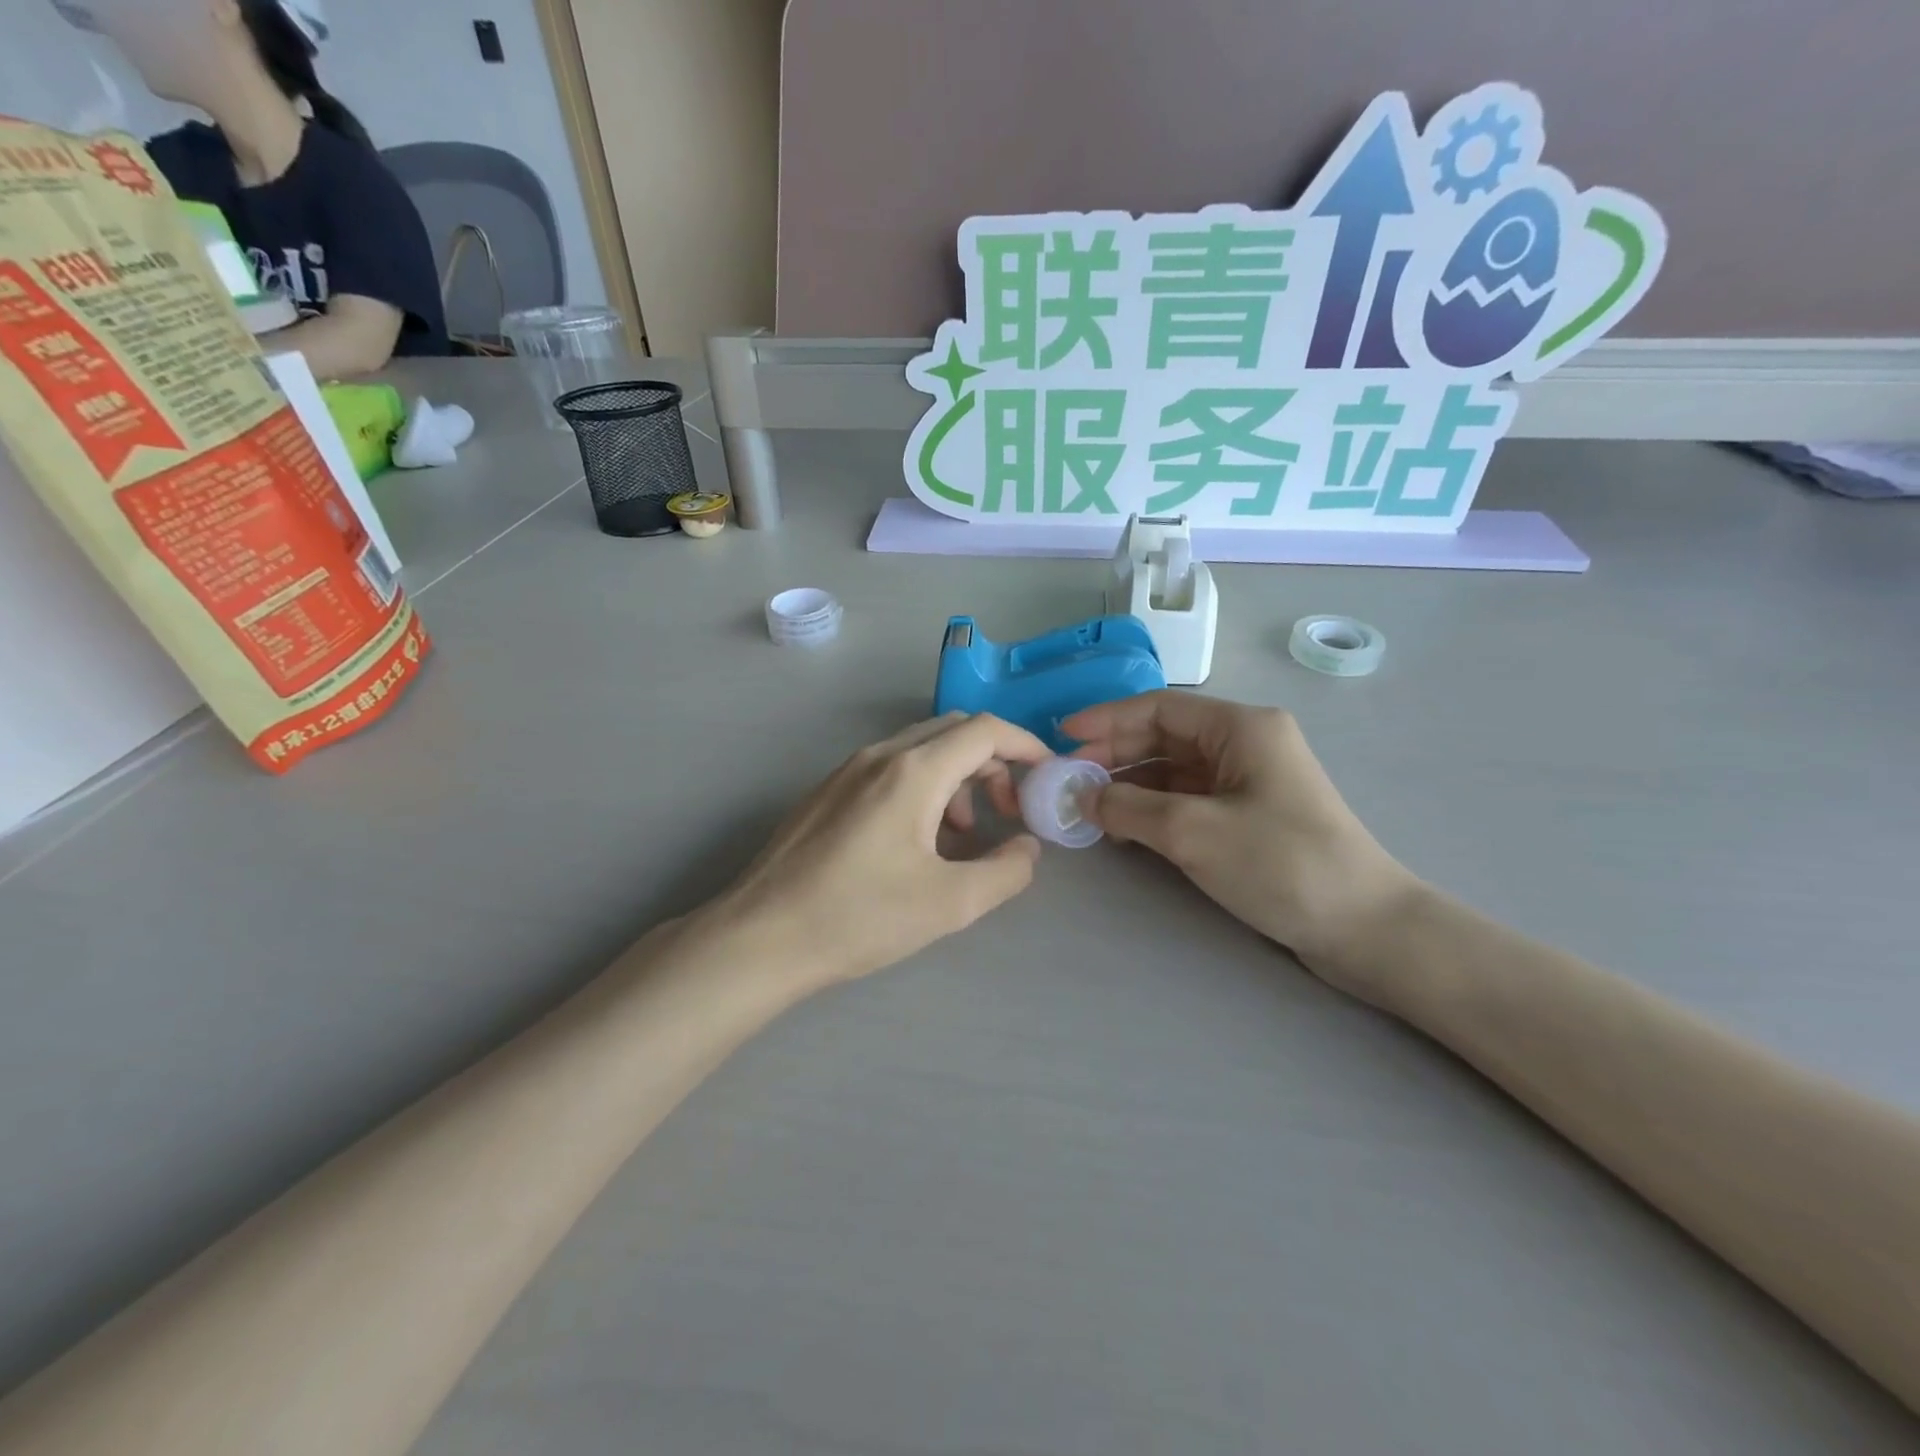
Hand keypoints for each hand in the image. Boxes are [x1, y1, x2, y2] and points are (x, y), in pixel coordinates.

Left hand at [705, 714, 1050, 984]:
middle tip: (1008, 810)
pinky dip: (923, 787)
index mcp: (913, 771)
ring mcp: (847, 770)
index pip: (985, 730)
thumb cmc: (859, 917)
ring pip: (920, 749)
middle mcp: (879, 755)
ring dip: (957, 778)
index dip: (1026, 746)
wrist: (761, 937)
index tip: (1047, 776)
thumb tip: (1027, 847)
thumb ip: (1006, 871)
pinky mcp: (827, 791)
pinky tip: (917, 841)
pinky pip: (890, 769)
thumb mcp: (949, 903)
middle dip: (993, 763)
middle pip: (954, 732)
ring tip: (963, 835)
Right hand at [1064, 693, 1418, 994]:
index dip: (1106, 720)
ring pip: (1173, 769)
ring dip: (1130, 784)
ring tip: (1088, 807)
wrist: (1364, 928)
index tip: (1062, 738)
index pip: (1158, 707)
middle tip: (1069, 779)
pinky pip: (1188, 798)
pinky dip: (1153, 808)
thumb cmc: (1281, 864)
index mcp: (1241, 727)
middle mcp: (1245, 743)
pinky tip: (1124, 829)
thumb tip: (1080, 796)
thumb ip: (1128, 808)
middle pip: (1164, 736)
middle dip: (1114, 754)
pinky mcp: (1250, 814)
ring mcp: (1249, 780)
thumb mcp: (1193, 832)